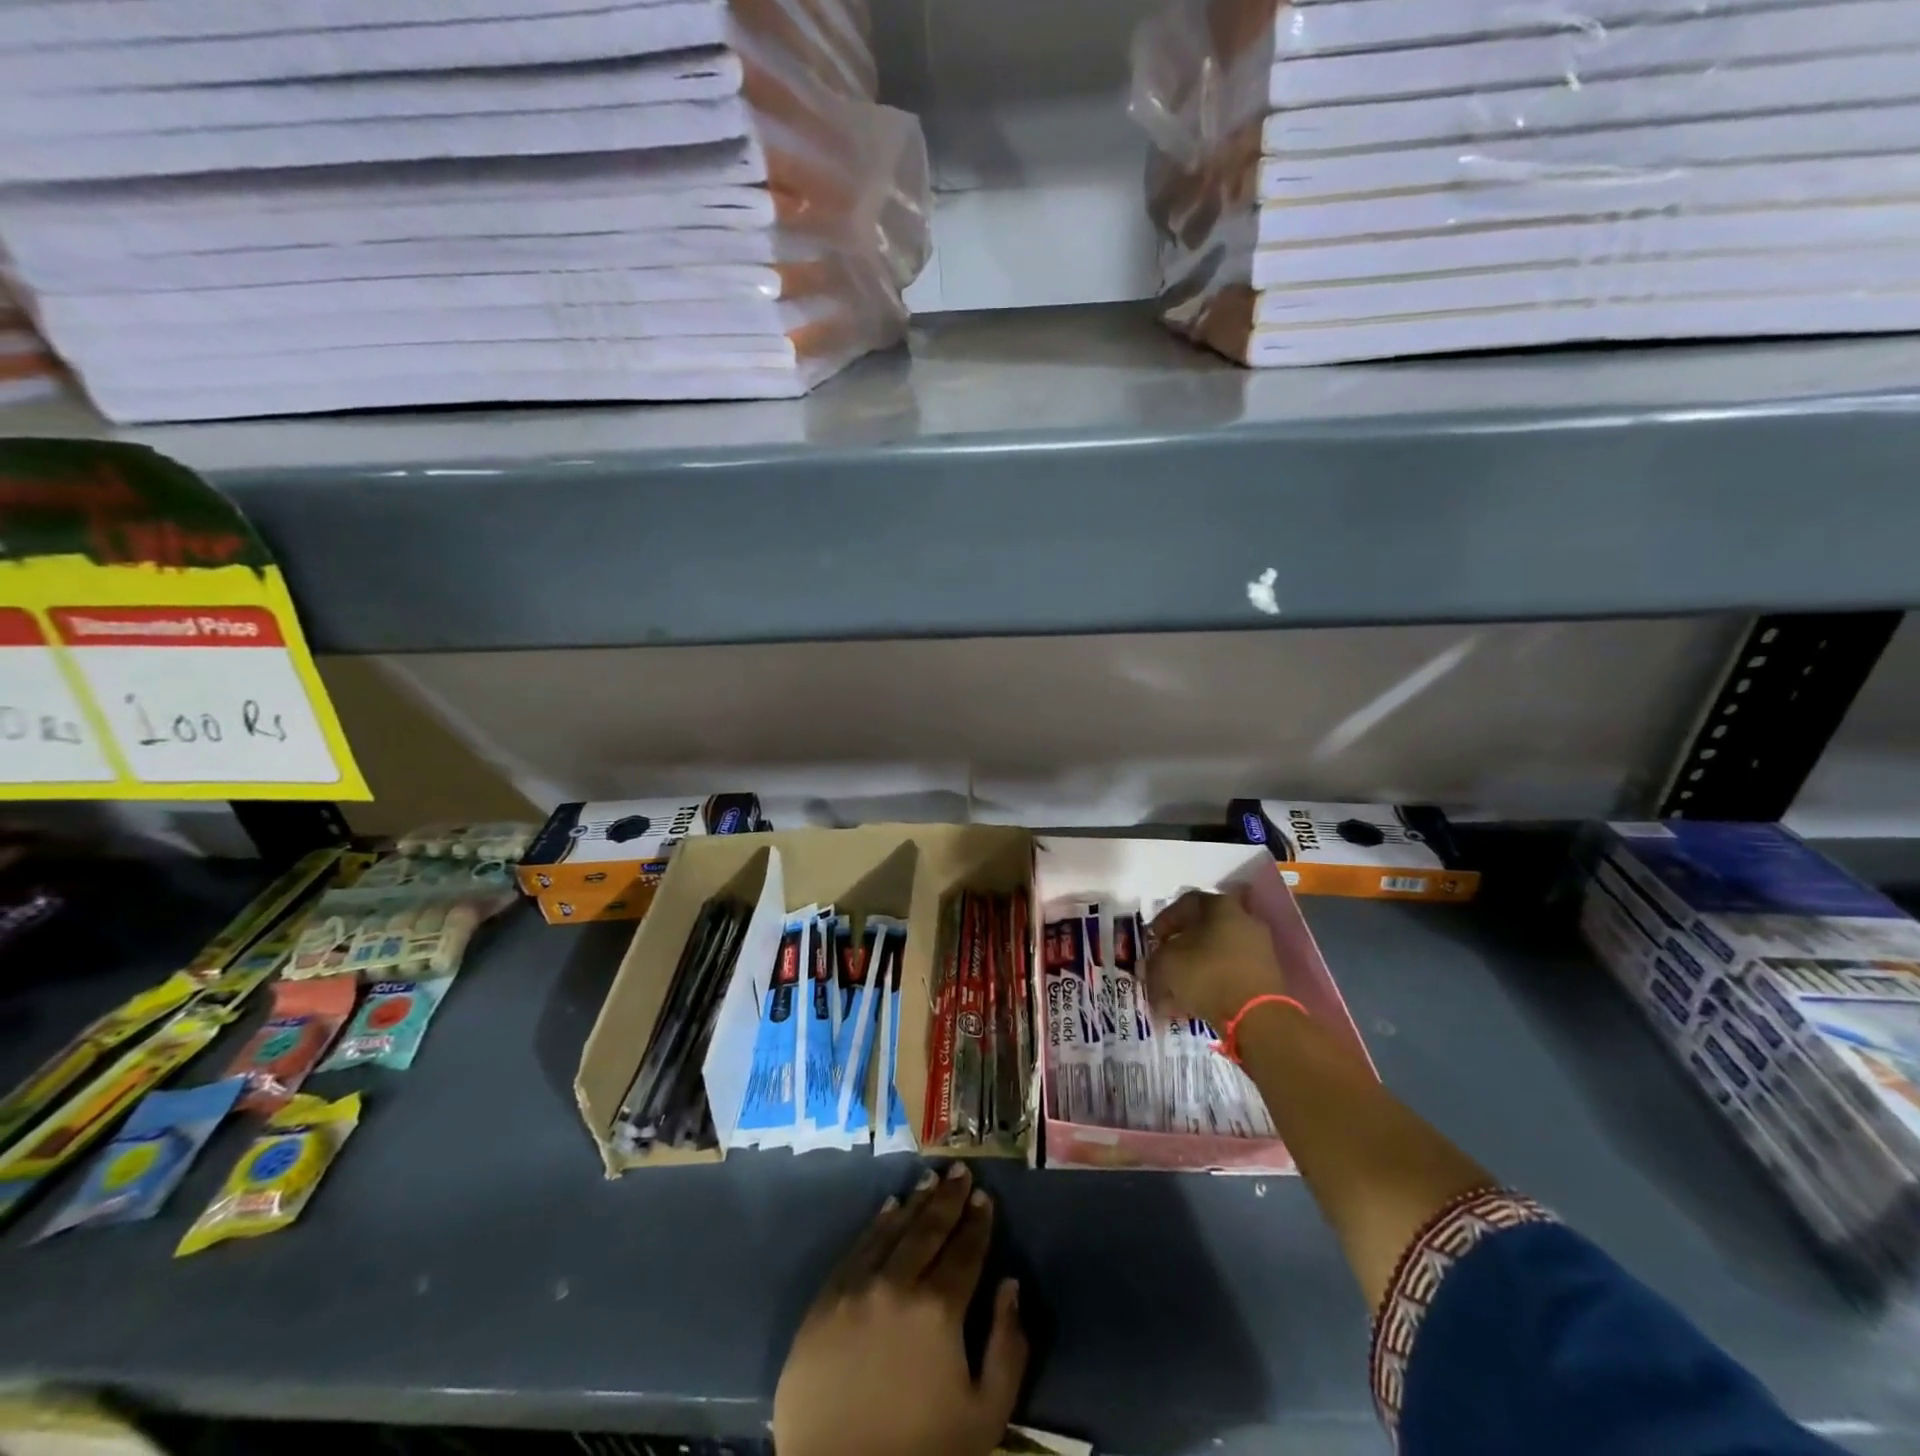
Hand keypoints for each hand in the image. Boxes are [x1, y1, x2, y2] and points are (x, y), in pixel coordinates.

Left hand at [774, 1162, 1026, 1455]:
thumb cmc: (921, 1454)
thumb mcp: (984, 1416)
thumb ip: (1007, 1347)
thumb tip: (1009, 1285)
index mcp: (938, 1310)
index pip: (965, 1251)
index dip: (978, 1222)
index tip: (985, 1197)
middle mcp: (896, 1285)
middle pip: (928, 1230)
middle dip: (948, 1199)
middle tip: (960, 1171)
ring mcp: (855, 1289)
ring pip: (891, 1231)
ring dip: (914, 1204)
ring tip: (928, 1181)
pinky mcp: (824, 1302)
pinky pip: (855, 1251)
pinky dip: (875, 1226)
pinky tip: (887, 1209)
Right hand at [1144, 888, 1287, 1028]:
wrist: (1257, 1016)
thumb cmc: (1206, 974)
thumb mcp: (1166, 965)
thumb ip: (1152, 963)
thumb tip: (1146, 968)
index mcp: (1219, 906)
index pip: (1185, 903)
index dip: (1163, 921)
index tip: (1152, 940)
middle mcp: (1243, 920)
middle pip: (1202, 930)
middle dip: (1178, 949)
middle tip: (1162, 964)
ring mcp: (1258, 948)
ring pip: (1215, 955)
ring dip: (1192, 971)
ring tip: (1173, 993)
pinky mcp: (1266, 976)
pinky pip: (1229, 974)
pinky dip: (1211, 985)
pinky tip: (1193, 1004)